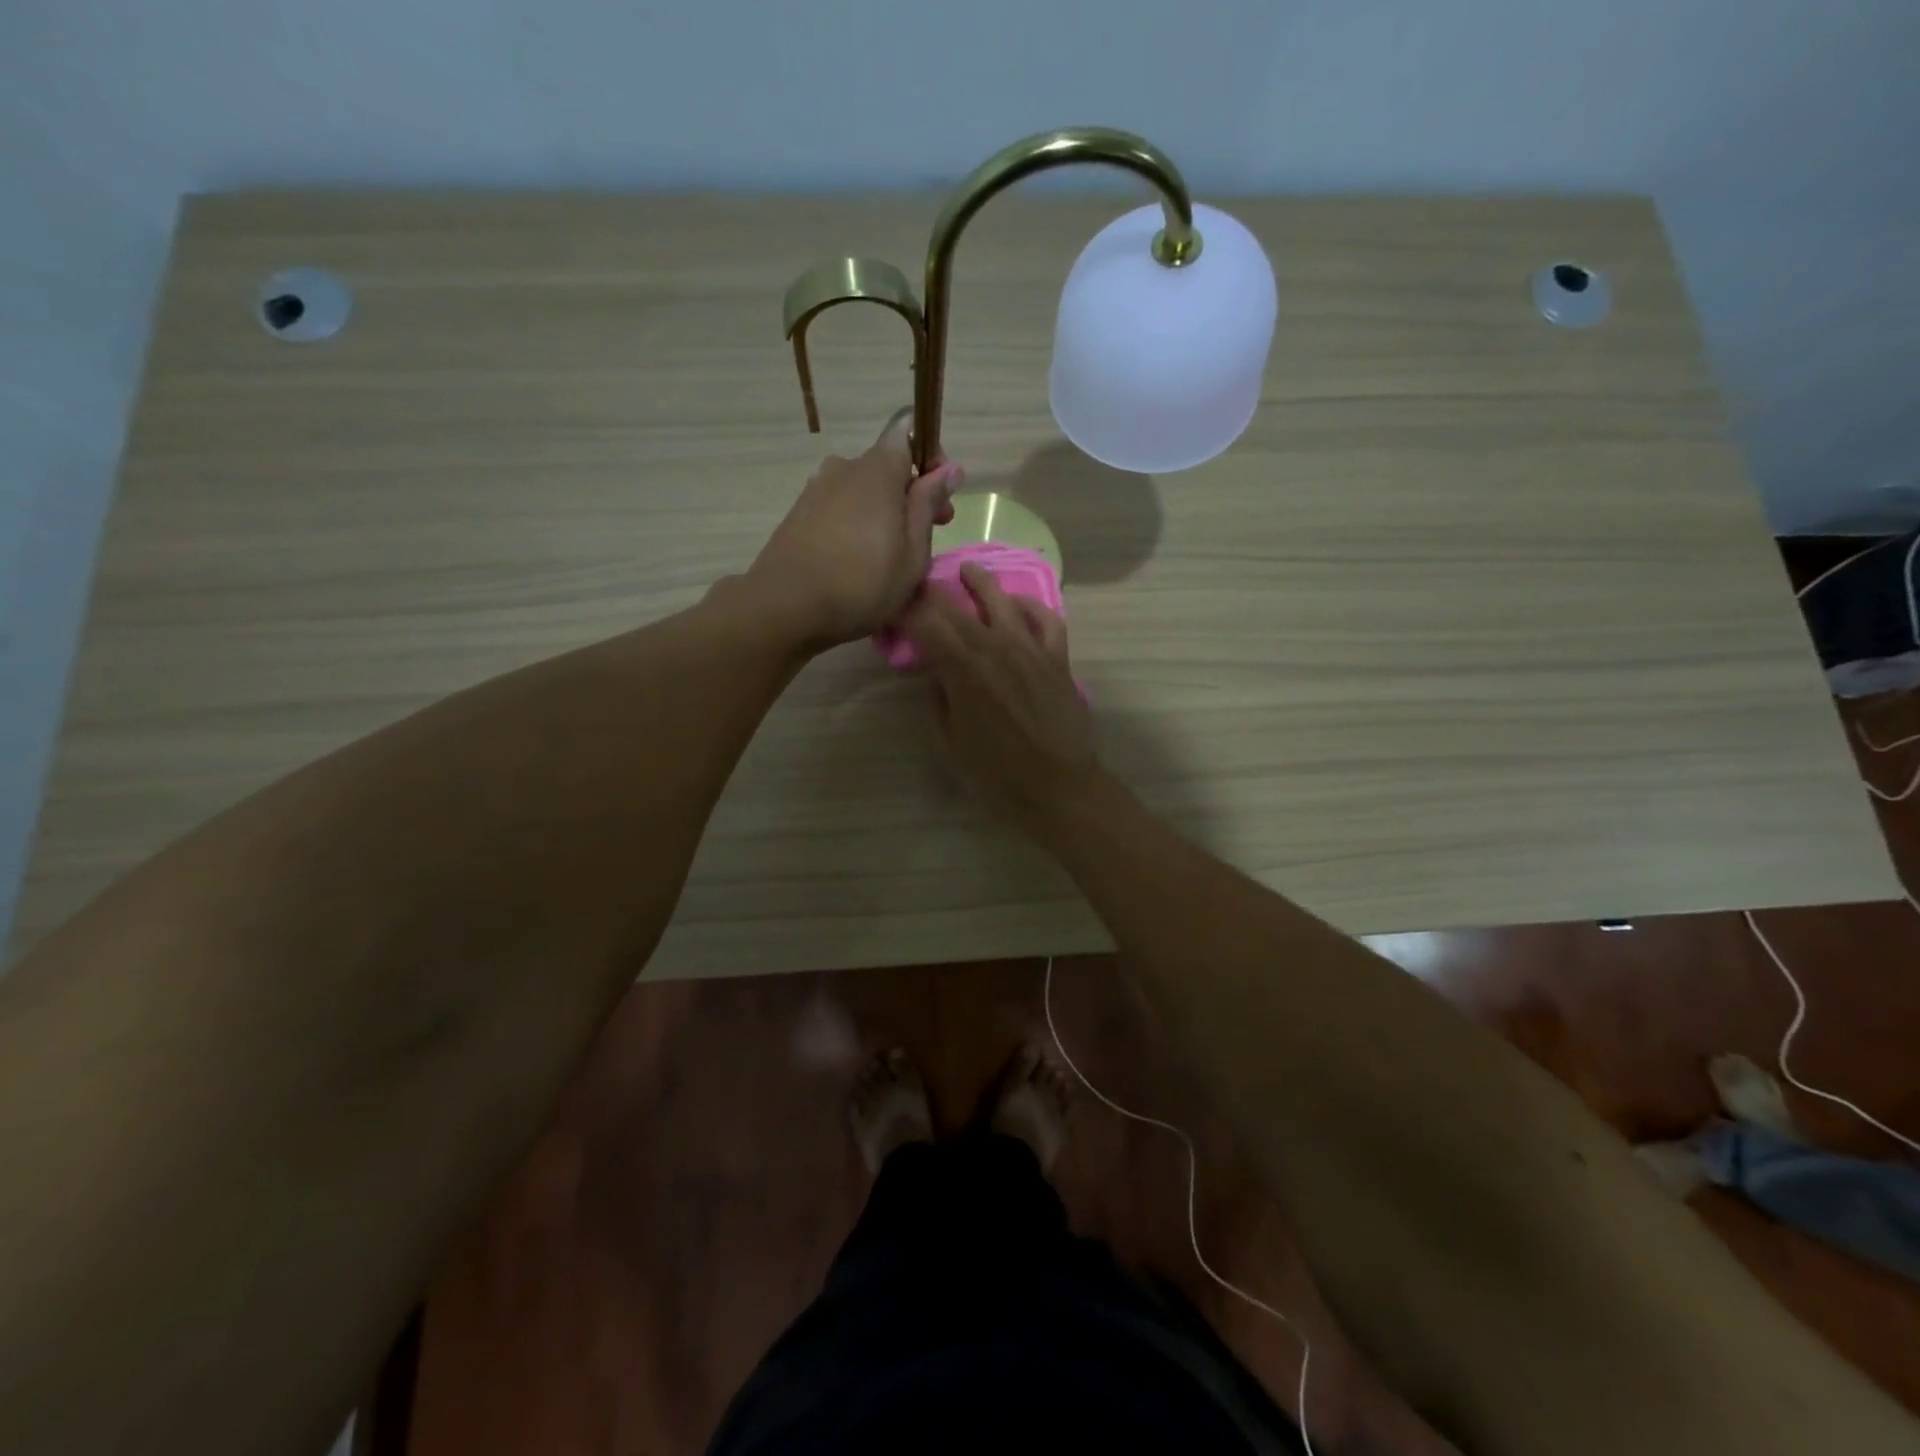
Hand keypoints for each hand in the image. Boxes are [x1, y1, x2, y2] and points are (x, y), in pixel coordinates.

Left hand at [747, 410, 961, 649]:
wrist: (785, 607)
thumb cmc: (862, 583)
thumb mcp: (912, 552)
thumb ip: (928, 505)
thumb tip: (949, 469)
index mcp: (878, 469)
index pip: (908, 431)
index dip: (930, 456)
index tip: (941, 495)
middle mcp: (844, 468)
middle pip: (886, 466)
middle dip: (911, 493)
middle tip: (928, 537)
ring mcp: (816, 489)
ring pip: (862, 490)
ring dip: (883, 512)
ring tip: (891, 557)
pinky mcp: (798, 514)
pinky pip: (839, 508)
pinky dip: (856, 525)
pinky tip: (859, 562)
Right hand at [904, 563, 1098, 828]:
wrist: (1057, 786)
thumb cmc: (996, 773)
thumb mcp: (948, 742)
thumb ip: (937, 699)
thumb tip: (934, 672)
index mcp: (962, 670)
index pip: (926, 624)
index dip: (906, 610)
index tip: (892, 605)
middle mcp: (995, 648)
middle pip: (958, 606)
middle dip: (934, 591)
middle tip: (920, 583)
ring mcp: (1031, 649)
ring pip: (1003, 601)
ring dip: (981, 582)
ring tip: (969, 571)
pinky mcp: (1058, 658)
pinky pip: (1047, 619)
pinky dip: (1031, 606)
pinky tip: (1018, 604)